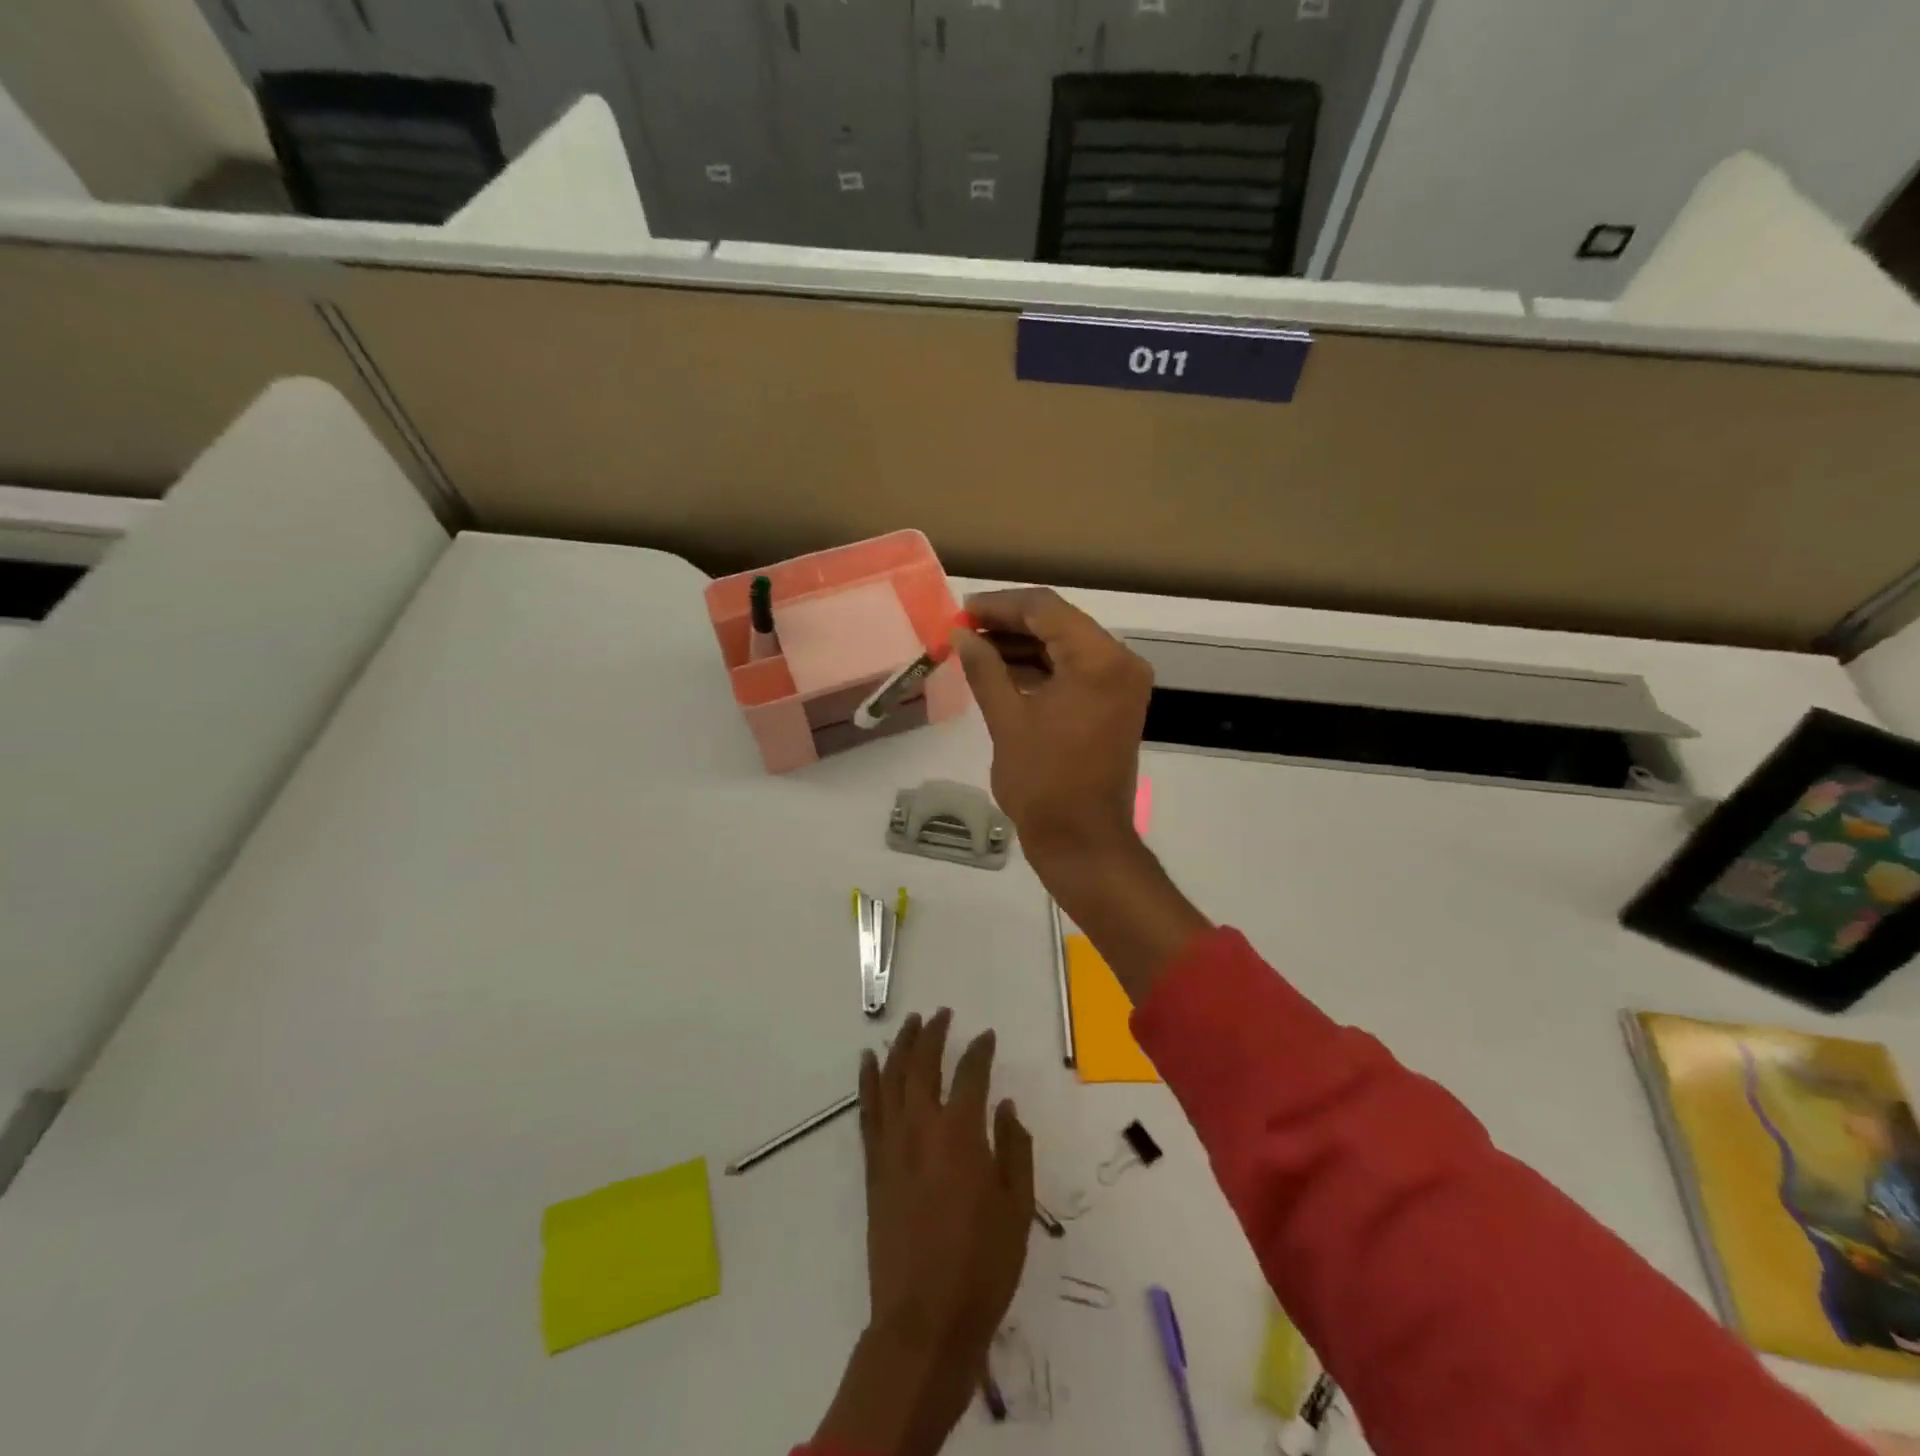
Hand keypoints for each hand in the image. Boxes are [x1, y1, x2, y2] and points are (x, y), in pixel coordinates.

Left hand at [862, 1010, 1032, 1351]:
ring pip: (892, 1078)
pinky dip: (868, 1080)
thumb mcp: (1018, 1208)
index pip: (971, 1073)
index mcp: (961, 1133)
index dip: (980, 1050)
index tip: (986, 1036)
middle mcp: (922, 1127)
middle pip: (923, 1064)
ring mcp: (891, 1145)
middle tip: (941, 1013)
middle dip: (933, 1033)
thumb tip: (1005, 1107)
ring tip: (908, 1023)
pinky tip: (869, 1062)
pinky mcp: (873, 1166)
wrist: (924, 1322)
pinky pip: (867, 1110)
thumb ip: (1014, 1149)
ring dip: (900, 1046)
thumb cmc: (982, 1267)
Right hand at [950, 587, 1154, 870]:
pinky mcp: (1115, 704)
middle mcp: (1119, 662)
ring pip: (1066, 646)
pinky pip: (1075, 671)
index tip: (962, 612)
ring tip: (975, 649)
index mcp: (1098, 660)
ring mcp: (1121, 684)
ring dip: (1023, 645)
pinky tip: (1002, 670)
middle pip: (1059, 623)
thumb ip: (984, 669)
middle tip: (964, 629)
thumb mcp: (1007, 720)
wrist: (1082, 841)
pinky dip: (1041, 668)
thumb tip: (962, 635)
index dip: (999, 605)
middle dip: (1009, 624)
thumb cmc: (1043, 782)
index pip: (1045, 608)